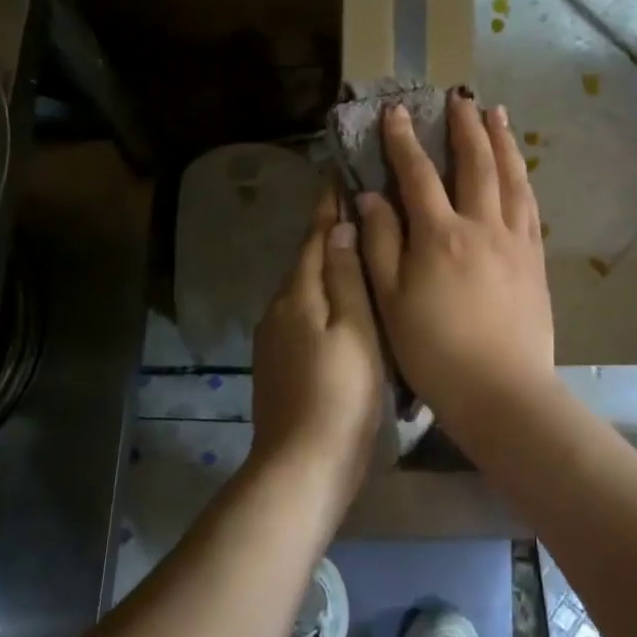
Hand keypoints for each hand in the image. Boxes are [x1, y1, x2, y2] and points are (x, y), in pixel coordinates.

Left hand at [250, 182, 384, 510]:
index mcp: (298, 294)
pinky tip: (344, 306)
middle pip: (306, 260)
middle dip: (328, 233)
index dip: (328, 204)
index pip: (314, 236)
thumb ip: (345, 277)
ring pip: (305, 289)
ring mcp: (274, 339)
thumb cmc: (341, 394)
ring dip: (326, 266)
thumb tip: (339, 225)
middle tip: (362, 206)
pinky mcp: (278, 364)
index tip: (339, 170)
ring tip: (360, 251)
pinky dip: (323, 299)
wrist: (302, 466)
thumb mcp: (354, 331)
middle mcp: (278, 308)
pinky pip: (303, 315)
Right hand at [357, 94, 555, 434]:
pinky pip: (530, 207)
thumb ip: (380, 244)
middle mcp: (481, 226)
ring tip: (498, 115)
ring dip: (503, 142)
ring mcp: (515, 242)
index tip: (396, 110)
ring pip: (511, 178)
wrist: (502, 391)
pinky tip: (520, 172)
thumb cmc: (435, 351)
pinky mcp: (535, 261)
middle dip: (465, 126)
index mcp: (440, 235)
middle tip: (460, 97)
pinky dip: (522, 179)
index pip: (417, 174)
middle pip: (476, 163)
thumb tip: (371, 197)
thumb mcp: (391, 301)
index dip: (404, 140)